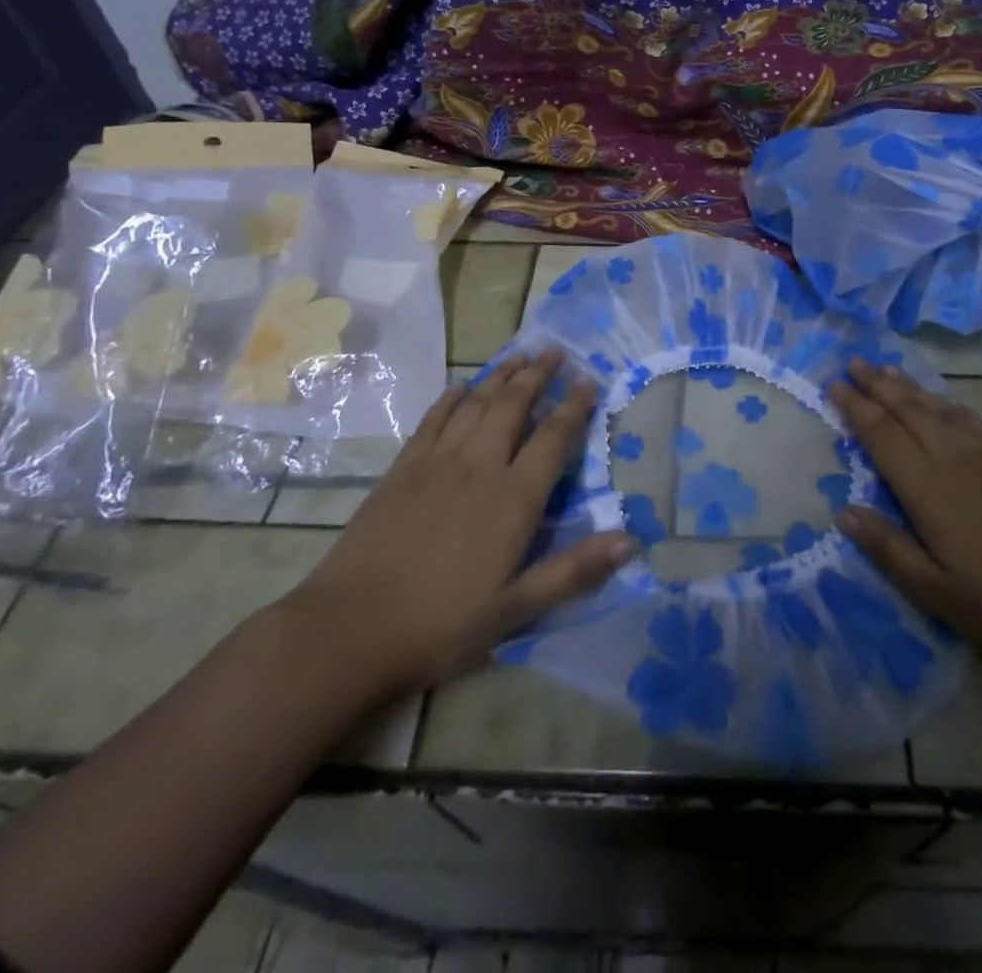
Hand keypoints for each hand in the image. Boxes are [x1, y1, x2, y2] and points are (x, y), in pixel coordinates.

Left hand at [282, 352, 634, 693]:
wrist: (350, 629)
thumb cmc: (441, 623)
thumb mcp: (517, 609)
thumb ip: (574, 572)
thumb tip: (631, 541)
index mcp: (513, 498)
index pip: (553, 438)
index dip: (574, 406)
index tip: (588, 380)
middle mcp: (479, 467)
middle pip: (513, 405)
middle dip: (537, 375)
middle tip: (554, 352)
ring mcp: (436, 463)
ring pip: (475, 404)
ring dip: (500, 376)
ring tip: (518, 356)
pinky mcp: (402, 470)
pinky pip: (432, 421)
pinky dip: (451, 399)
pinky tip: (460, 387)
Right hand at [828, 360, 981, 677]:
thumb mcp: (937, 594)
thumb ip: (888, 550)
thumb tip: (843, 512)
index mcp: (930, 490)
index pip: (883, 436)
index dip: (856, 408)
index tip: (834, 385)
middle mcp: (957, 461)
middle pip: (910, 411)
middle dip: (878, 385)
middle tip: (854, 363)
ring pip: (941, 409)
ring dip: (910, 387)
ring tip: (888, 370)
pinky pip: (973, 421)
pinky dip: (949, 403)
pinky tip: (944, 403)